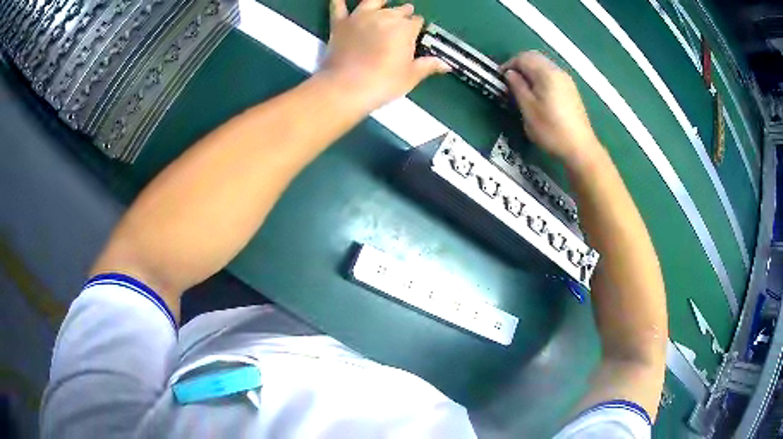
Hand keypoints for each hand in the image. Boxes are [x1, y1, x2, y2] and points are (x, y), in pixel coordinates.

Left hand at [320, 0, 449, 111]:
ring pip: (373, 2)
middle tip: (404, 19)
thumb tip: (446, 64)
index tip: (416, 35)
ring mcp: (360, 17)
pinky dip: (339, 1)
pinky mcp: (340, 23)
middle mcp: (384, 17)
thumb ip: (427, 65)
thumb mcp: (410, 77)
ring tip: (385, 1)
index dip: (417, 28)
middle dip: (404, 13)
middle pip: (398, 10)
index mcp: (405, 28)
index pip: (417, 22)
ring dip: (381, 1)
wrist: (345, 87)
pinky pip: (338, 6)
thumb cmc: (382, 83)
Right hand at [501, 51, 600, 169]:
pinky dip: (541, 77)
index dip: (509, 65)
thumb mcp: (528, 109)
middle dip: (519, 64)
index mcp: (546, 73)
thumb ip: (517, 87)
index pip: (523, 57)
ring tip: (522, 87)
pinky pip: (552, 74)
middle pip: (535, 57)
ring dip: (530, 70)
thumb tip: (510, 74)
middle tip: (509, 80)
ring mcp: (567, 81)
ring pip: (544, 65)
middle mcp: (558, 71)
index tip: (500, 78)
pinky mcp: (571, 90)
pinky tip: (537, 93)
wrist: (580, 148)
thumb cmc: (551, 130)